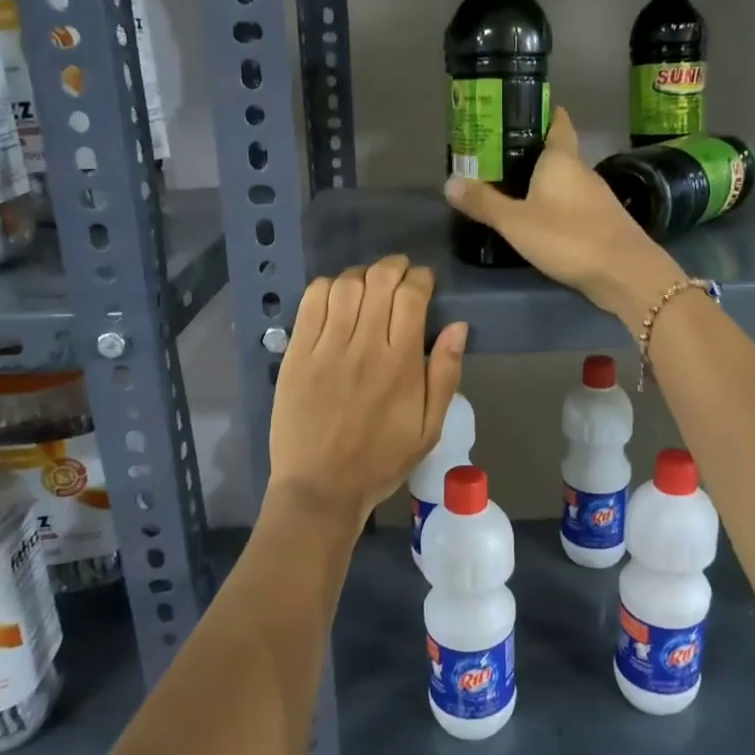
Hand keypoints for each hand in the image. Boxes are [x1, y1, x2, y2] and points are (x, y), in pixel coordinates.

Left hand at [267, 255, 467, 525]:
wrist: (320, 487)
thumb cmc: (381, 460)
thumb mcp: (430, 428)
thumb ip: (446, 374)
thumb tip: (458, 326)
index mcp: (401, 364)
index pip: (411, 297)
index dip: (421, 279)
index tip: (424, 282)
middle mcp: (364, 346)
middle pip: (379, 281)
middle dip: (394, 267)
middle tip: (399, 274)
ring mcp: (326, 348)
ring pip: (345, 286)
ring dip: (362, 275)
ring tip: (369, 284)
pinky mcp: (296, 354)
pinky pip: (311, 303)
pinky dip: (326, 288)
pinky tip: (336, 297)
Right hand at [443, 106, 685, 326]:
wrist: (624, 272)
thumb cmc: (568, 237)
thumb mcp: (516, 222)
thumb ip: (484, 203)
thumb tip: (449, 182)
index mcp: (561, 159)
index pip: (557, 122)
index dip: (543, 112)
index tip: (521, 110)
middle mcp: (582, 171)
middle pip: (558, 152)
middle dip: (532, 153)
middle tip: (498, 157)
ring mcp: (597, 197)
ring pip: (566, 180)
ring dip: (544, 182)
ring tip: (513, 189)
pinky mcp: (603, 221)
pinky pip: (574, 204)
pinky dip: (556, 205)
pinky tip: (540, 220)